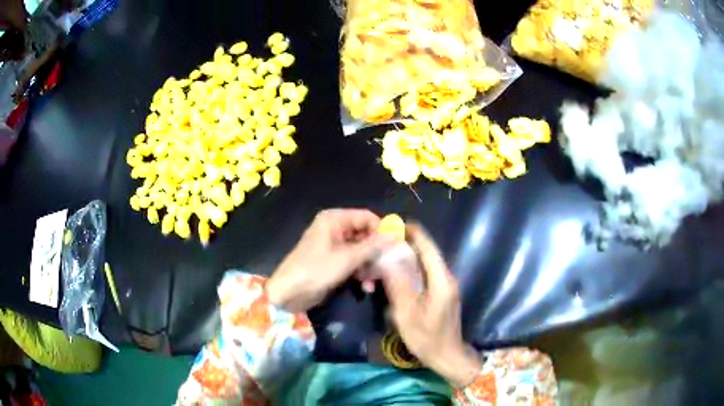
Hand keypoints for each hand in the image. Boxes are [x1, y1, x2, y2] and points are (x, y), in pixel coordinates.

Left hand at [265, 209, 390, 312]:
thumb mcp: (348, 258)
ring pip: (360, 250)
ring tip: (375, 281)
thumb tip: (396, 235)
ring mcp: (333, 245)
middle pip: (364, 234)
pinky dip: (360, 271)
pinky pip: (352, 261)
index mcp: (334, 219)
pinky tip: (366, 286)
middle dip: (376, 251)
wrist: (290, 292)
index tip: (396, 245)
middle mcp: (334, 228)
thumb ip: (373, 246)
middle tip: (388, 266)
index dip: (382, 230)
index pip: (366, 217)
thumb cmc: (317, 270)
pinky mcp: (332, 261)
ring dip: (369, 265)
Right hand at [381, 224, 480, 387]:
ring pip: (426, 262)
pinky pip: (426, 273)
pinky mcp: (442, 292)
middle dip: (406, 244)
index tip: (392, 226)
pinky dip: (412, 269)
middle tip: (382, 244)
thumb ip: (398, 286)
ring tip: (386, 256)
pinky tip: (397, 274)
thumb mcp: (407, 315)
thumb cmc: (427, 338)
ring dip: (408, 257)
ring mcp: (445, 285)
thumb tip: (388, 260)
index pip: (428, 246)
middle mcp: (446, 277)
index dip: (412, 232)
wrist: (447, 355)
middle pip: (427, 252)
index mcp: (441, 279)